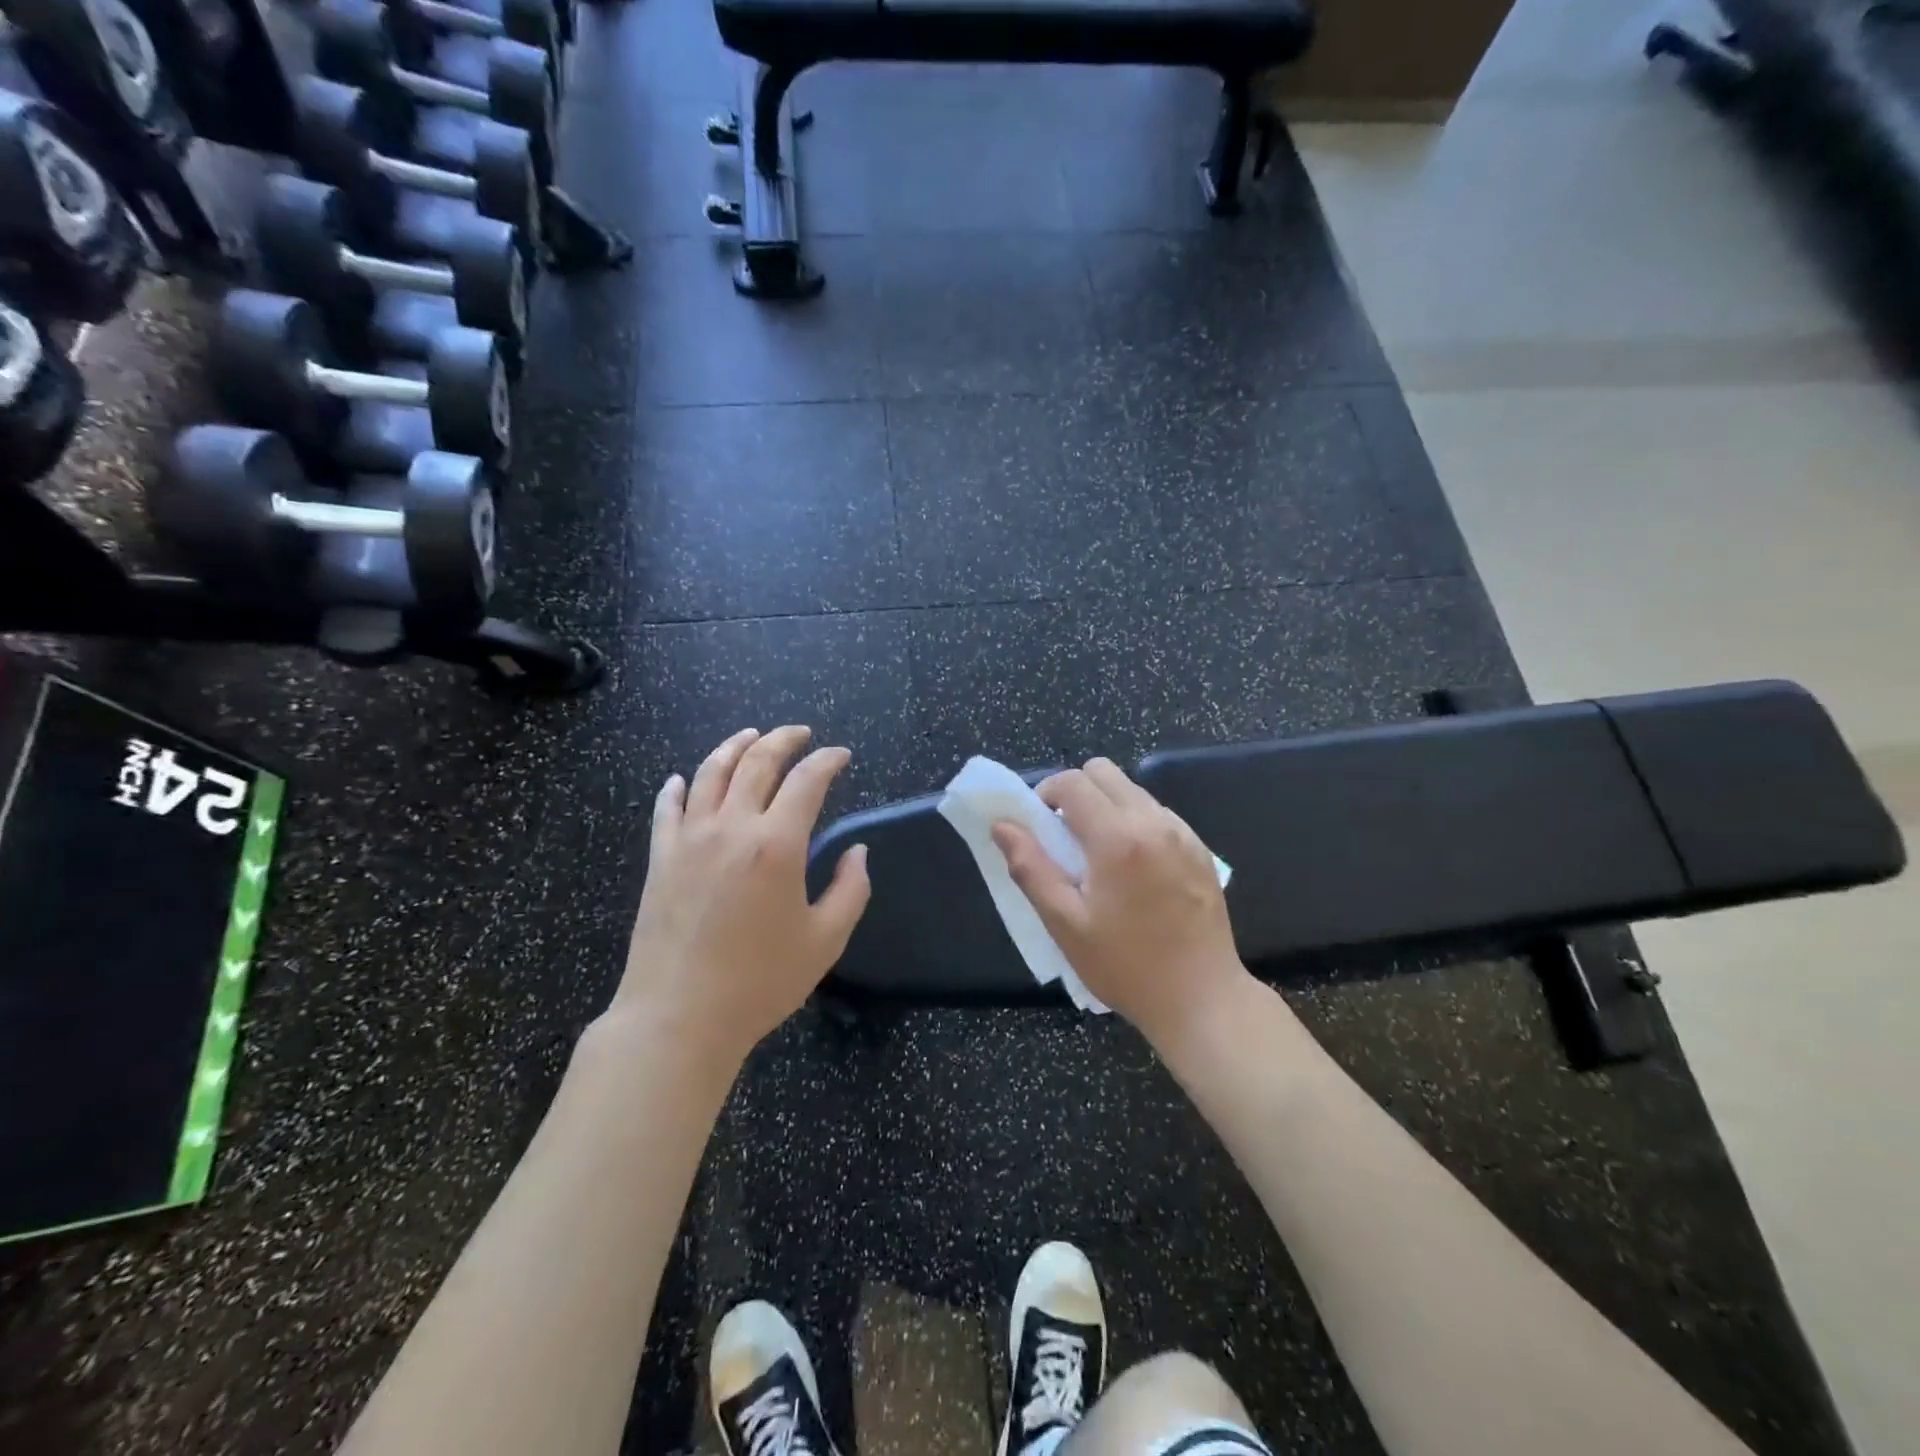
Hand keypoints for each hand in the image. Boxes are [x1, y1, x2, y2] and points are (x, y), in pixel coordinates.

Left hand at [613, 726, 869, 1064]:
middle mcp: (731, 827)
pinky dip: (677, 786)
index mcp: (777, 844)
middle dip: (784, 739)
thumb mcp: (825, 941)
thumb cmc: (760, 982)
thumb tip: (857, 852)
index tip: (842, 755)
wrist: (678, 1016)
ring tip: (751, 736)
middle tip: (801, 734)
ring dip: (734, 746)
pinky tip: (682, 779)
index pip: (807, 780)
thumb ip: (850, 889)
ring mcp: (689, 838)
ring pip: (710, 772)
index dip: (828, 760)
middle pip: (757, 761)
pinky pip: (667, 807)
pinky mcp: (659, 857)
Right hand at [992, 758, 1247, 1047]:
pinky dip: (1135, 823)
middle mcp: (1153, 822)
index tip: (1039, 826)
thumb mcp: (1065, 923)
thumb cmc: (1125, 966)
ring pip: (1133, 790)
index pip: (1072, 782)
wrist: (1201, 999)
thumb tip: (1002, 825)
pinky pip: (1158, 814)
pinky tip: (1134, 870)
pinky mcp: (1201, 849)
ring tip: (1100, 857)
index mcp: (1117, 837)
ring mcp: (1183, 833)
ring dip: (1107, 807)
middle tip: (1066, 837)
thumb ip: (1030, 867)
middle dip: (1076, 792)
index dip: (1045, 793)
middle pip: (1104, 772)